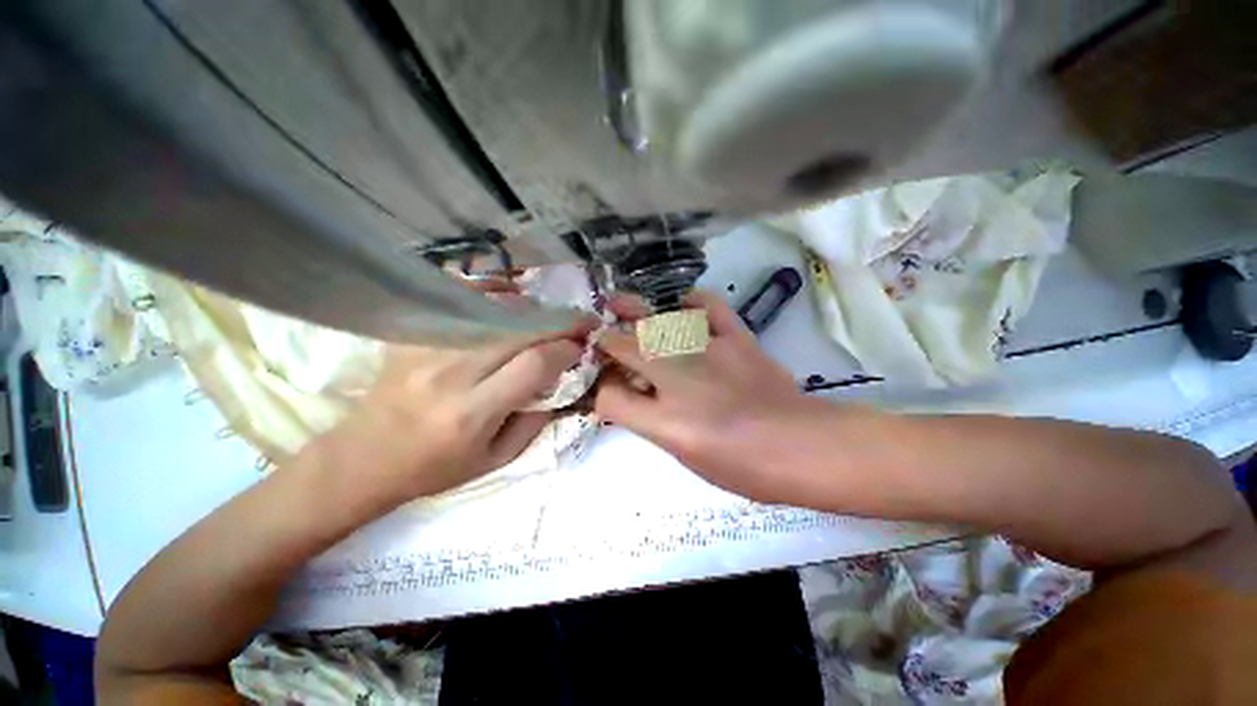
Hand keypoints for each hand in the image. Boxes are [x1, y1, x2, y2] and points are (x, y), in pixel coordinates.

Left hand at [318, 324, 593, 508]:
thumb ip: (536, 420)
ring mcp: (426, 348)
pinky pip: (460, 301)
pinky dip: (492, 294)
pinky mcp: (412, 335)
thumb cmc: (436, 467)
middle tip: (580, 320)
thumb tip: (562, 380)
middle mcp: (450, 374)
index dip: (565, 348)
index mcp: (472, 413)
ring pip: (492, 309)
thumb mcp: (497, 459)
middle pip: (518, 330)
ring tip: (547, 314)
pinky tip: (509, 300)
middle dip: (558, 321)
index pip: (534, 364)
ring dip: (530, 307)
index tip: (581, 345)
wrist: (364, 459)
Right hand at [595, 292, 828, 502]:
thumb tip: (627, 400)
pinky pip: (708, 306)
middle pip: (625, 349)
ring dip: (633, 314)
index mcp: (666, 420)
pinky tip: (682, 306)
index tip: (600, 388)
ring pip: (657, 323)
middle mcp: (679, 380)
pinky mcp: (736, 338)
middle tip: (597, 335)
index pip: (609, 399)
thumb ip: (650, 424)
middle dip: (605, 342)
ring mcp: (709, 352)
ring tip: (619, 305)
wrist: (802, 448)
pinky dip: (692, 301)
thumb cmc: (743, 466)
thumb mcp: (685, 456)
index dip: (598, 392)